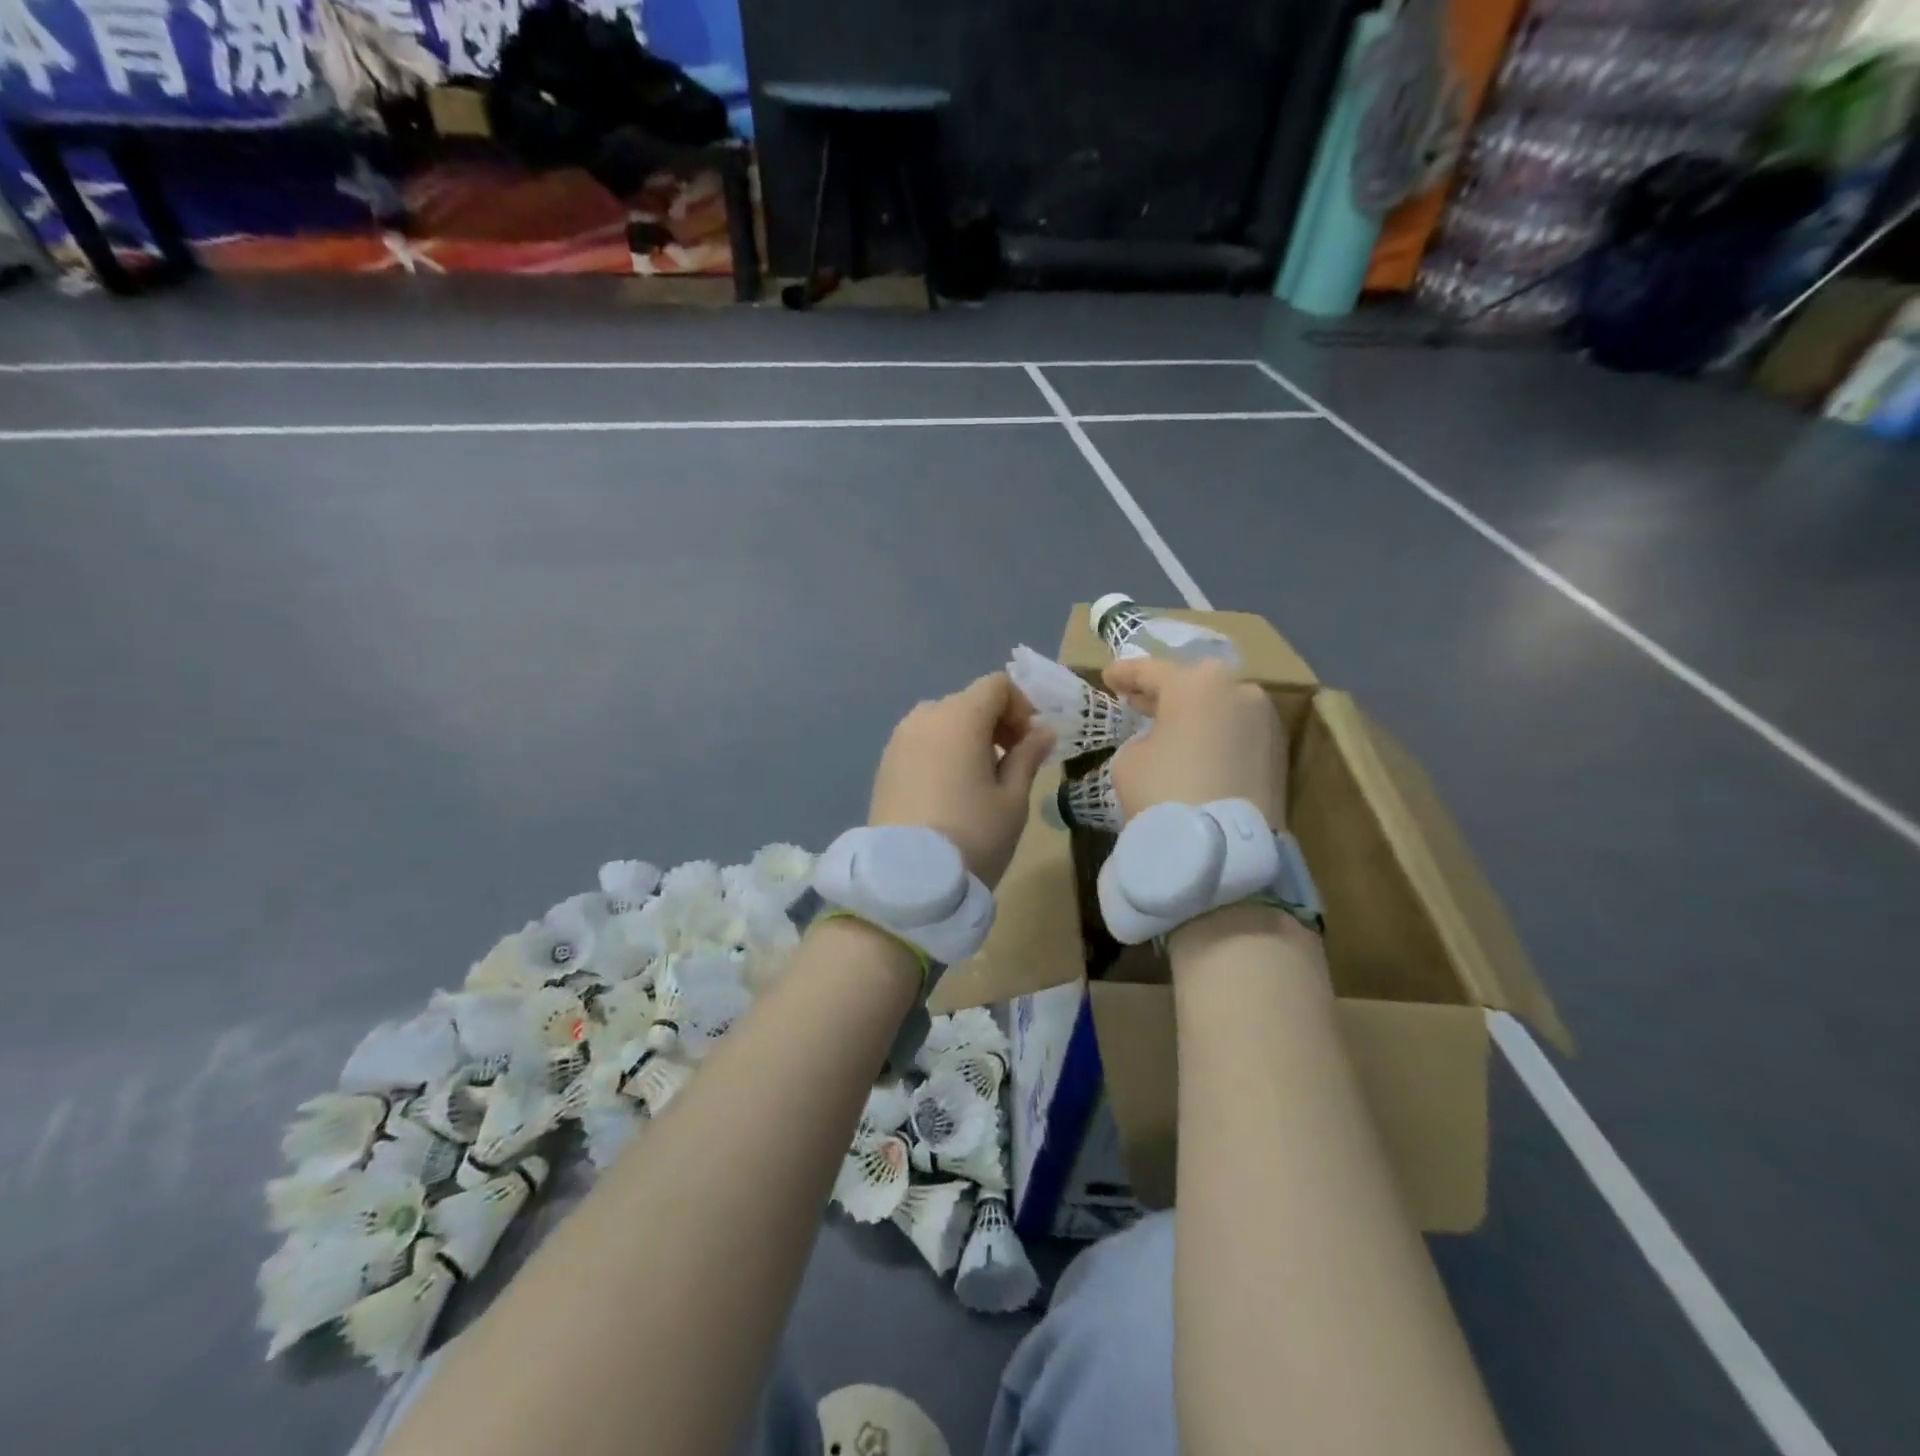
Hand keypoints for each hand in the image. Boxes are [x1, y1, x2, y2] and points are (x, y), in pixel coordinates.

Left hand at [869, 673, 1054, 887]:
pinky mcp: (884, 765)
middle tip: (1011, 762)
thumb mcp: (1013, 799)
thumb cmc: (972, 836)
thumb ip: (1028, 756)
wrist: (906, 882)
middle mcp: (924, 718)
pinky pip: (921, 742)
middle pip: (968, 701)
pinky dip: (942, 751)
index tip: (1030, 743)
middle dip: (996, 722)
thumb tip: (1042, 732)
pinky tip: (950, 791)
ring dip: (967, 737)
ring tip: (979, 779)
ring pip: (942, 721)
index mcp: (959, 717)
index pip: (996, 685)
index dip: (1021, 706)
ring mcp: (898, 740)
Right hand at [1104, 657, 1287, 827]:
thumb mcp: (1130, 758)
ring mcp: (1265, 720)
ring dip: (1196, 714)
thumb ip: (1144, 737)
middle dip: (1165, 691)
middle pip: (1194, 683)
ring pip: (1221, 706)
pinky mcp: (1279, 752)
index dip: (1125, 674)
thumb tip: (1162, 742)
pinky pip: (1238, 732)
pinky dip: (1218, 736)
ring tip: (1172, 730)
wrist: (1221, 849)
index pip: (1151, 670)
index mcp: (1196, 683)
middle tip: (1139, 701)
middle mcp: (1238, 690)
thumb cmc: (1163, 791)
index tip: (1108, 678)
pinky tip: (1199, 751)